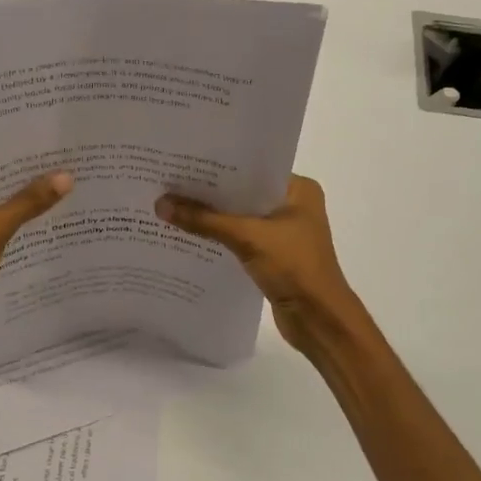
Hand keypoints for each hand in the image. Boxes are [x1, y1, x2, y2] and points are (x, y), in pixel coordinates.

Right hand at [155, 176, 362, 349]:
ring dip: (211, 215)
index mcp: (298, 189)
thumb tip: (160, 203)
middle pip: (242, 192)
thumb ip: (204, 220)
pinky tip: (189, 233)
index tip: (183, 160)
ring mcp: (283, 231)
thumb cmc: (295, 267)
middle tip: (169, 181)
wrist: (320, 320)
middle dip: (209, 191)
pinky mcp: (273, 255)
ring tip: (171, 204)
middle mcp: (293, 204)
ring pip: (239, 216)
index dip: (218, 165)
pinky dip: (218, 235)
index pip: (251, 167)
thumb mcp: (247, 237)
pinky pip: (239, 237)